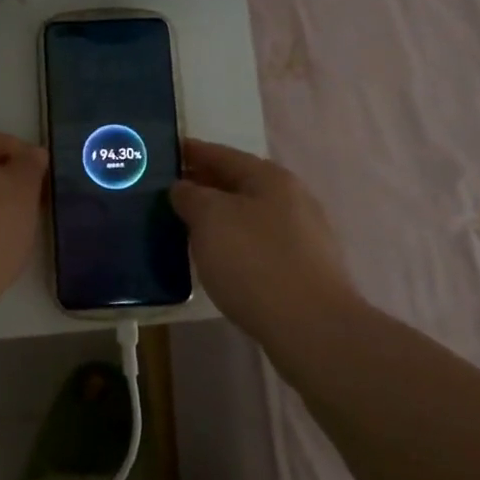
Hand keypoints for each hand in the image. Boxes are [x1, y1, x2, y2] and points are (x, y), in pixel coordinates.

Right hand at [170, 140, 356, 342]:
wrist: (312, 328)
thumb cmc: (255, 262)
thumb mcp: (210, 219)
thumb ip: (191, 196)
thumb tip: (184, 188)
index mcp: (270, 178)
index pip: (222, 155)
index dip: (192, 152)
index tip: (167, 153)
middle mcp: (292, 198)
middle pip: (240, 184)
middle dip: (206, 185)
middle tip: (171, 193)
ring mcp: (304, 235)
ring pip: (251, 215)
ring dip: (221, 217)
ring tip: (189, 227)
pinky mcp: (306, 269)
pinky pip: (261, 244)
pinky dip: (237, 243)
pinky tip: (221, 259)